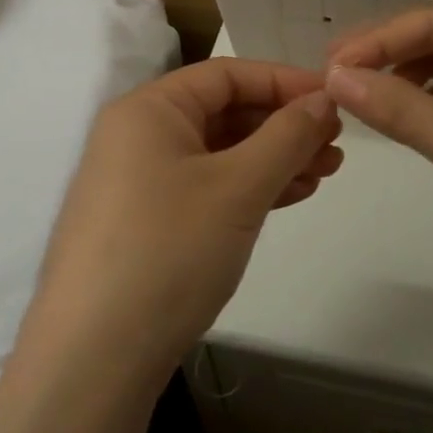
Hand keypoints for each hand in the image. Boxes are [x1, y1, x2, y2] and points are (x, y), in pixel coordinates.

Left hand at [25, 59, 343, 385]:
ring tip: (325, 174)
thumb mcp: (238, 187)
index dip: (284, 82)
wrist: (96, 358)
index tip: (335, 100)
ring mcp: (136, 182)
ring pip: (217, 154)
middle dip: (283, 125)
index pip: (226, 74)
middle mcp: (137, 136)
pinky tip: (289, 196)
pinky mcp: (143, 223)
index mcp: (148, 109)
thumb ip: (287, 136)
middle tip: (336, 145)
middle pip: (222, 112)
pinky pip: (204, 187)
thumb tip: (324, 99)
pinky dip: (247, 188)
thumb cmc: (169, 250)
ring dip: (272, 159)